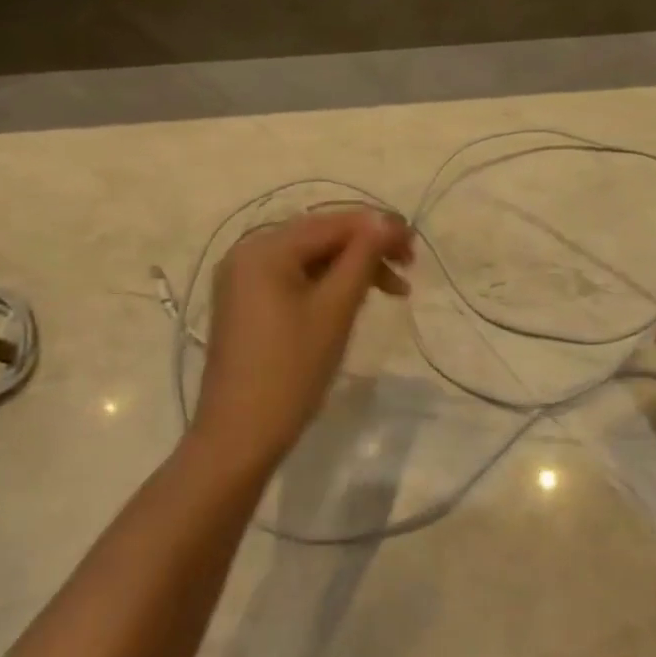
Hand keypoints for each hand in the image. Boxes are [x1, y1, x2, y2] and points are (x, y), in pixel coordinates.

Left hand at [192, 208, 413, 472]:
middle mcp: (248, 253)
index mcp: (265, 249)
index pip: (333, 223)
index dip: (379, 229)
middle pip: (320, 236)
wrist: (239, 437)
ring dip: (352, 268)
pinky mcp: (247, 304)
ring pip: (310, 259)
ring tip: (391, 290)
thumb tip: (385, 220)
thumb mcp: (334, 308)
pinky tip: (354, 299)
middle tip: (408, 269)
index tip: (416, 248)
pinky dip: (328, 284)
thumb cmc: (291, 370)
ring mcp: (244, 279)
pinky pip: (295, 278)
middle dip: (367, 249)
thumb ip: (362, 256)